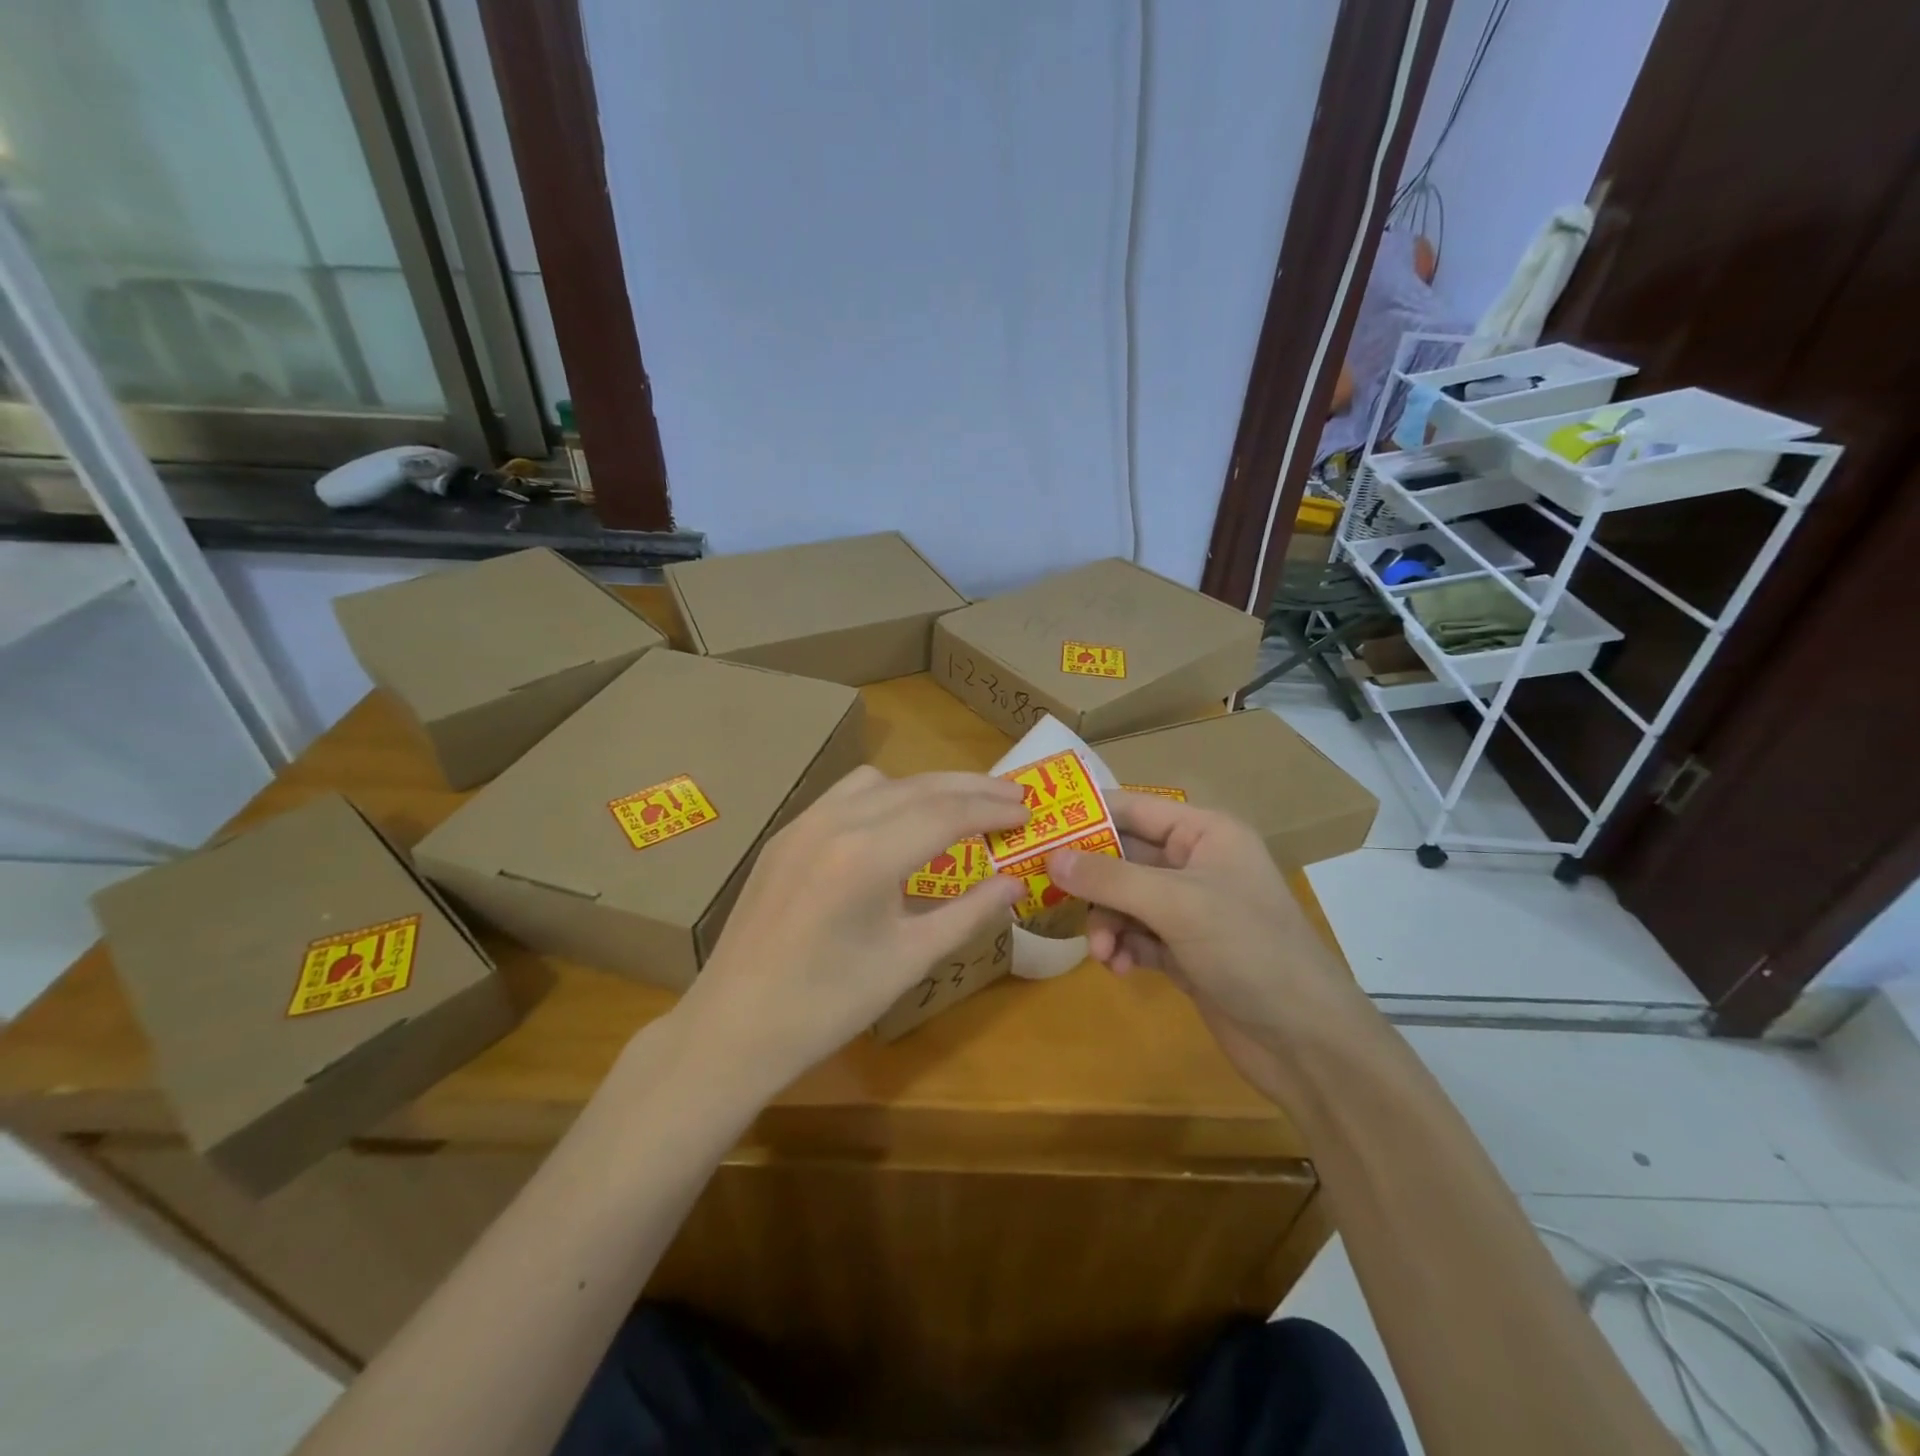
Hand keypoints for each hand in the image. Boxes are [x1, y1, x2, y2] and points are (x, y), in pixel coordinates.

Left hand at [675, 767, 1025, 1087]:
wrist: (735, 1026)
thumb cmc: (829, 1005)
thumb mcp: (910, 960)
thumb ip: (969, 914)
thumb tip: (1016, 884)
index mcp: (867, 856)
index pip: (947, 813)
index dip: (993, 810)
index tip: (1028, 812)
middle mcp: (834, 822)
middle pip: (918, 787)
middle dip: (971, 789)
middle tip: (1013, 798)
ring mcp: (803, 823)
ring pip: (880, 782)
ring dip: (926, 787)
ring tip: (960, 810)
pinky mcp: (785, 834)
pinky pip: (845, 795)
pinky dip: (885, 797)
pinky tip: (897, 825)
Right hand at [1045, 792, 1362, 1101]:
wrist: (1305, 1041)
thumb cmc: (1249, 950)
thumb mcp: (1177, 905)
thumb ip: (1111, 878)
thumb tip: (1051, 857)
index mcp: (1206, 833)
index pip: (1135, 809)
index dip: (1088, 816)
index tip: (1038, 828)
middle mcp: (1196, 864)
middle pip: (1124, 857)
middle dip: (1091, 881)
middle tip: (1047, 893)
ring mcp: (1190, 910)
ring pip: (1124, 900)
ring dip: (1105, 923)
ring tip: (1101, 953)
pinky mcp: (1184, 950)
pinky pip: (1136, 935)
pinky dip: (1122, 948)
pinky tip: (1119, 968)